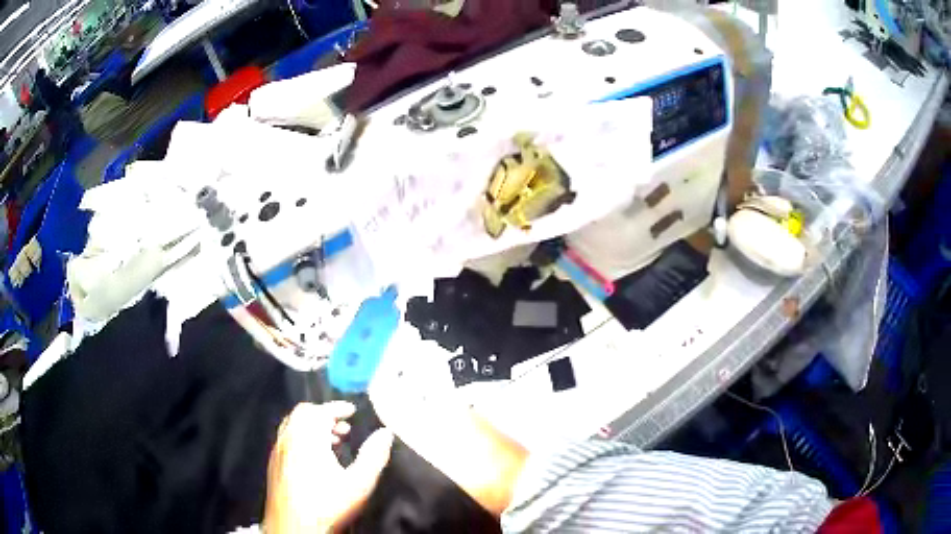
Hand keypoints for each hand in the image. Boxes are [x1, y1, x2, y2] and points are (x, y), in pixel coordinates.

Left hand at [264, 402, 393, 532]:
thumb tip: (386, 432)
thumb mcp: (359, 483)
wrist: (294, 529)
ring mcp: (277, 452)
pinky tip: (315, 460)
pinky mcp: (273, 465)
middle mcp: (288, 439)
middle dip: (324, 415)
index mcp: (307, 439)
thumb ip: (374, 456)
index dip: (337, 408)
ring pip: (292, 426)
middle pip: (303, 414)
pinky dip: (301, 438)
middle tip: (344, 428)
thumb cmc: (328, 505)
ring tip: (333, 443)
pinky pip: (286, 439)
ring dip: (312, 427)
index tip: (352, 410)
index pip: (320, 411)